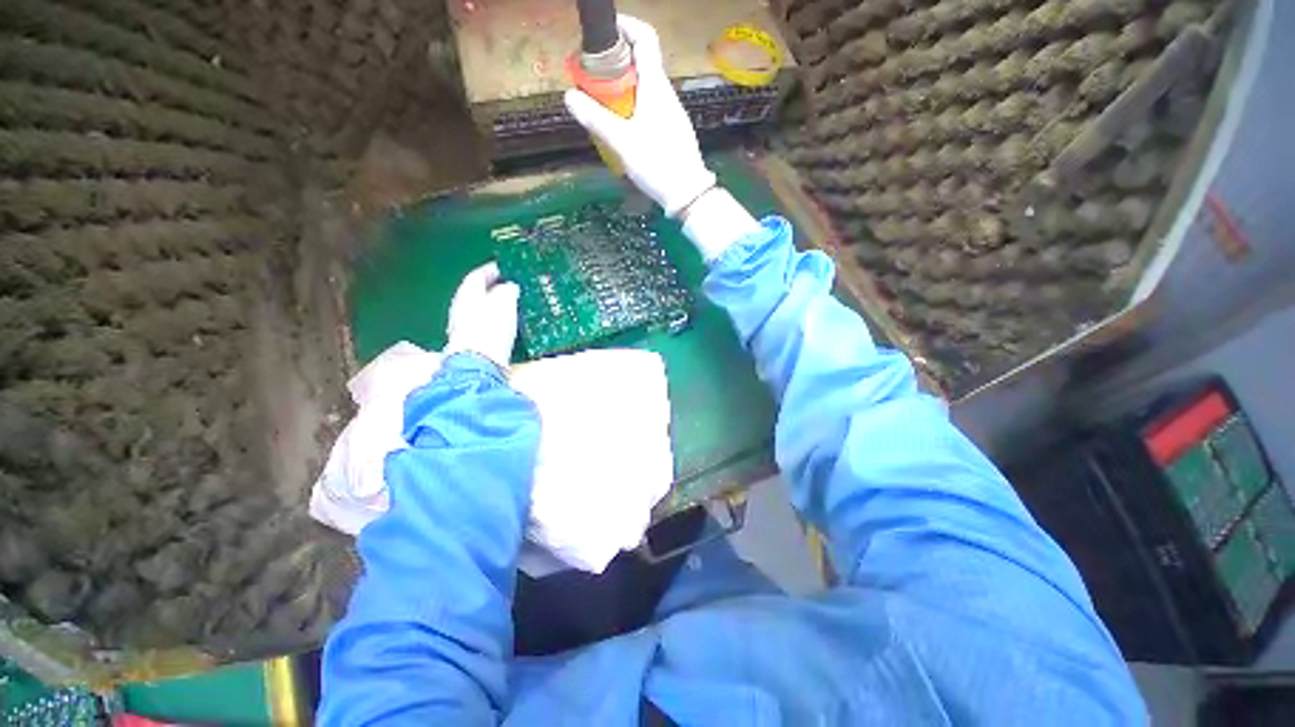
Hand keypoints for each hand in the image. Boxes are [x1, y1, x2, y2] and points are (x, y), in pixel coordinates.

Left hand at [444, 263, 519, 368]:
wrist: (478, 364)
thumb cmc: (490, 328)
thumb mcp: (505, 303)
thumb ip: (508, 291)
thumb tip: (509, 287)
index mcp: (467, 293)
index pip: (477, 276)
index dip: (490, 270)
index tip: (503, 267)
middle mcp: (460, 308)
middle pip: (476, 293)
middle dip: (491, 288)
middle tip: (508, 285)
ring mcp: (464, 327)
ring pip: (479, 310)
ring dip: (493, 306)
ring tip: (510, 305)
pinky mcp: (472, 344)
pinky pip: (484, 325)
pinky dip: (494, 321)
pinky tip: (506, 325)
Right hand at [564, 15, 715, 216]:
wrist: (688, 193)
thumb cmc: (656, 163)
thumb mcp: (622, 142)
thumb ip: (596, 118)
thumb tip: (569, 95)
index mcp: (655, 85)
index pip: (645, 37)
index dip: (625, 25)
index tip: (604, 32)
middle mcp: (666, 92)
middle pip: (641, 62)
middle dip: (615, 63)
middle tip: (592, 79)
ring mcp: (672, 112)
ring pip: (644, 87)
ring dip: (622, 88)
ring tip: (602, 106)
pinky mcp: (672, 129)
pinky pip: (650, 106)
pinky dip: (633, 106)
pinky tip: (622, 129)